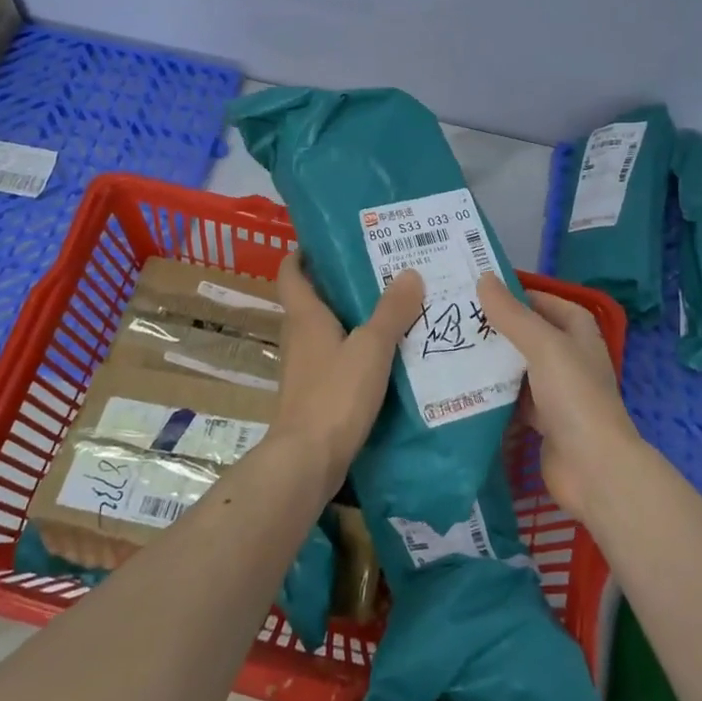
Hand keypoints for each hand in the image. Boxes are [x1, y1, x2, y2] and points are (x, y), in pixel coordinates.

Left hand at [272, 252, 423, 488]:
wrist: (308, 460)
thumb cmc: (335, 395)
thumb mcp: (371, 348)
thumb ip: (391, 311)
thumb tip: (410, 272)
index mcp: (305, 316)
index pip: (291, 272)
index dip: (302, 253)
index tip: (328, 240)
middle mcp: (299, 336)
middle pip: (312, 298)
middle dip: (339, 282)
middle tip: (379, 269)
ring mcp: (304, 367)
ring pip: (325, 330)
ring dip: (351, 317)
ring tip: (391, 307)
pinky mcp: (314, 393)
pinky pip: (335, 358)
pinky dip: (355, 349)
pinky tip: (385, 354)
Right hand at [476, 273, 641, 516]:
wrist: (594, 469)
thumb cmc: (574, 396)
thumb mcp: (543, 346)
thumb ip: (512, 314)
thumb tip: (484, 278)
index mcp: (578, 335)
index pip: (547, 304)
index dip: (519, 295)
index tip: (482, 291)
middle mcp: (569, 359)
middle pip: (529, 336)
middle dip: (498, 328)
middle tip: (456, 318)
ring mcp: (556, 392)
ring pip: (518, 369)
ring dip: (492, 362)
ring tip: (451, 348)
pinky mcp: (543, 422)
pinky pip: (513, 400)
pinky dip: (494, 394)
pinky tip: (463, 387)